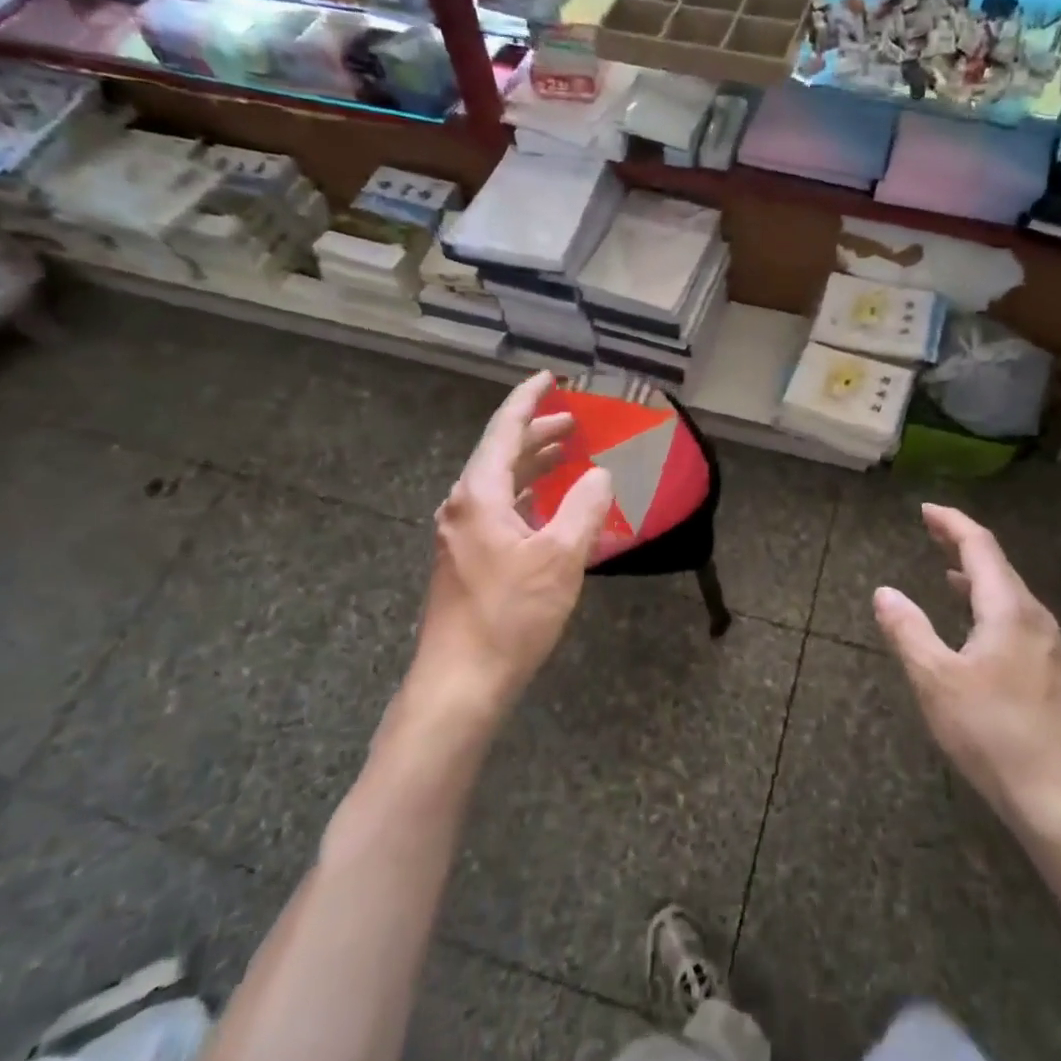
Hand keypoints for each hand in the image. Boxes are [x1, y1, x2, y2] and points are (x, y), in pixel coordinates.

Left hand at [402, 372, 612, 730]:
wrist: (461, 682)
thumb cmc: (511, 614)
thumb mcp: (561, 557)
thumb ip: (585, 507)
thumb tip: (600, 475)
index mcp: (479, 494)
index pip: (504, 430)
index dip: (528, 400)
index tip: (549, 378)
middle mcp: (462, 506)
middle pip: (499, 453)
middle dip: (536, 433)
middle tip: (572, 421)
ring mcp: (459, 534)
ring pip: (498, 483)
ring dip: (532, 465)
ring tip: (567, 455)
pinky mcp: (465, 559)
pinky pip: (498, 510)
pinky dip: (527, 497)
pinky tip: (549, 508)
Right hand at [873, 504, 1060, 838]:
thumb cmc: (994, 733)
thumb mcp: (936, 680)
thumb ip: (908, 631)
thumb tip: (884, 592)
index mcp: (1009, 609)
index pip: (980, 546)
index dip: (952, 523)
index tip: (925, 510)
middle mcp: (1035, 618)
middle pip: (998, 565)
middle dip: (963, 544)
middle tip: (931, 531)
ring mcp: (1050, 647)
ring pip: (1010, 595)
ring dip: (977, 577)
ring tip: (947, 573)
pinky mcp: (1053, 675)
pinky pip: (1017, 620)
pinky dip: (989, 605)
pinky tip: (977, 628)